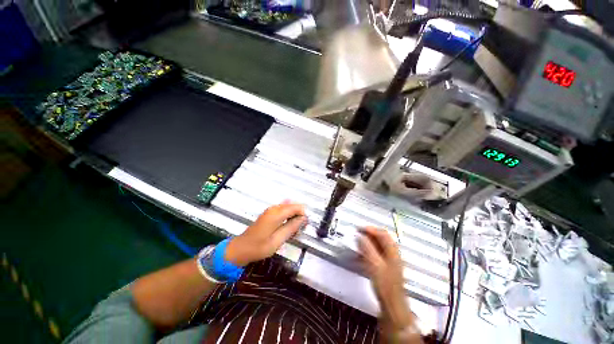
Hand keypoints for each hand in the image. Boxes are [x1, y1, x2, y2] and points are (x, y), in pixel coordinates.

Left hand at [225, 202, 305, 265]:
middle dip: (299, 216)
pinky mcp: (269, 214)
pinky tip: (287, 228)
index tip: (305, 226)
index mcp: (276, 213)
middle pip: (293, 206)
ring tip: (293, 231)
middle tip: (299, 231)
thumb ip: (291, 227)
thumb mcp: (277, 240)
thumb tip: (304, 219)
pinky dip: (288, 218)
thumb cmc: (258, 247)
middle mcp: (274, 208)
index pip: (296, 207)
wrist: (240, 249)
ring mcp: (271, 210)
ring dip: (294, 218)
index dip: (303, 215)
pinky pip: (283, 212)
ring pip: (289, 209)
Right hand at [359, 227, 414, 332]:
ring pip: (378, 246)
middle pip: (381, 238)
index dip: (370, 229)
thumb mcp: (374, 264)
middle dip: (368, 235)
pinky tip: (360, 256)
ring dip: (367, 243)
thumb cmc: (384, 284)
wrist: (392, 304)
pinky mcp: (386, 267)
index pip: (382, 233)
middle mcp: (393, 253)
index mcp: (392, 251)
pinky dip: (368, 252)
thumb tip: (360, 236)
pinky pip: (376, 254)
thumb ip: (367, 248)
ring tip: (356, 244)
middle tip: (357, 235)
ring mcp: (390, 260)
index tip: (359, 229)